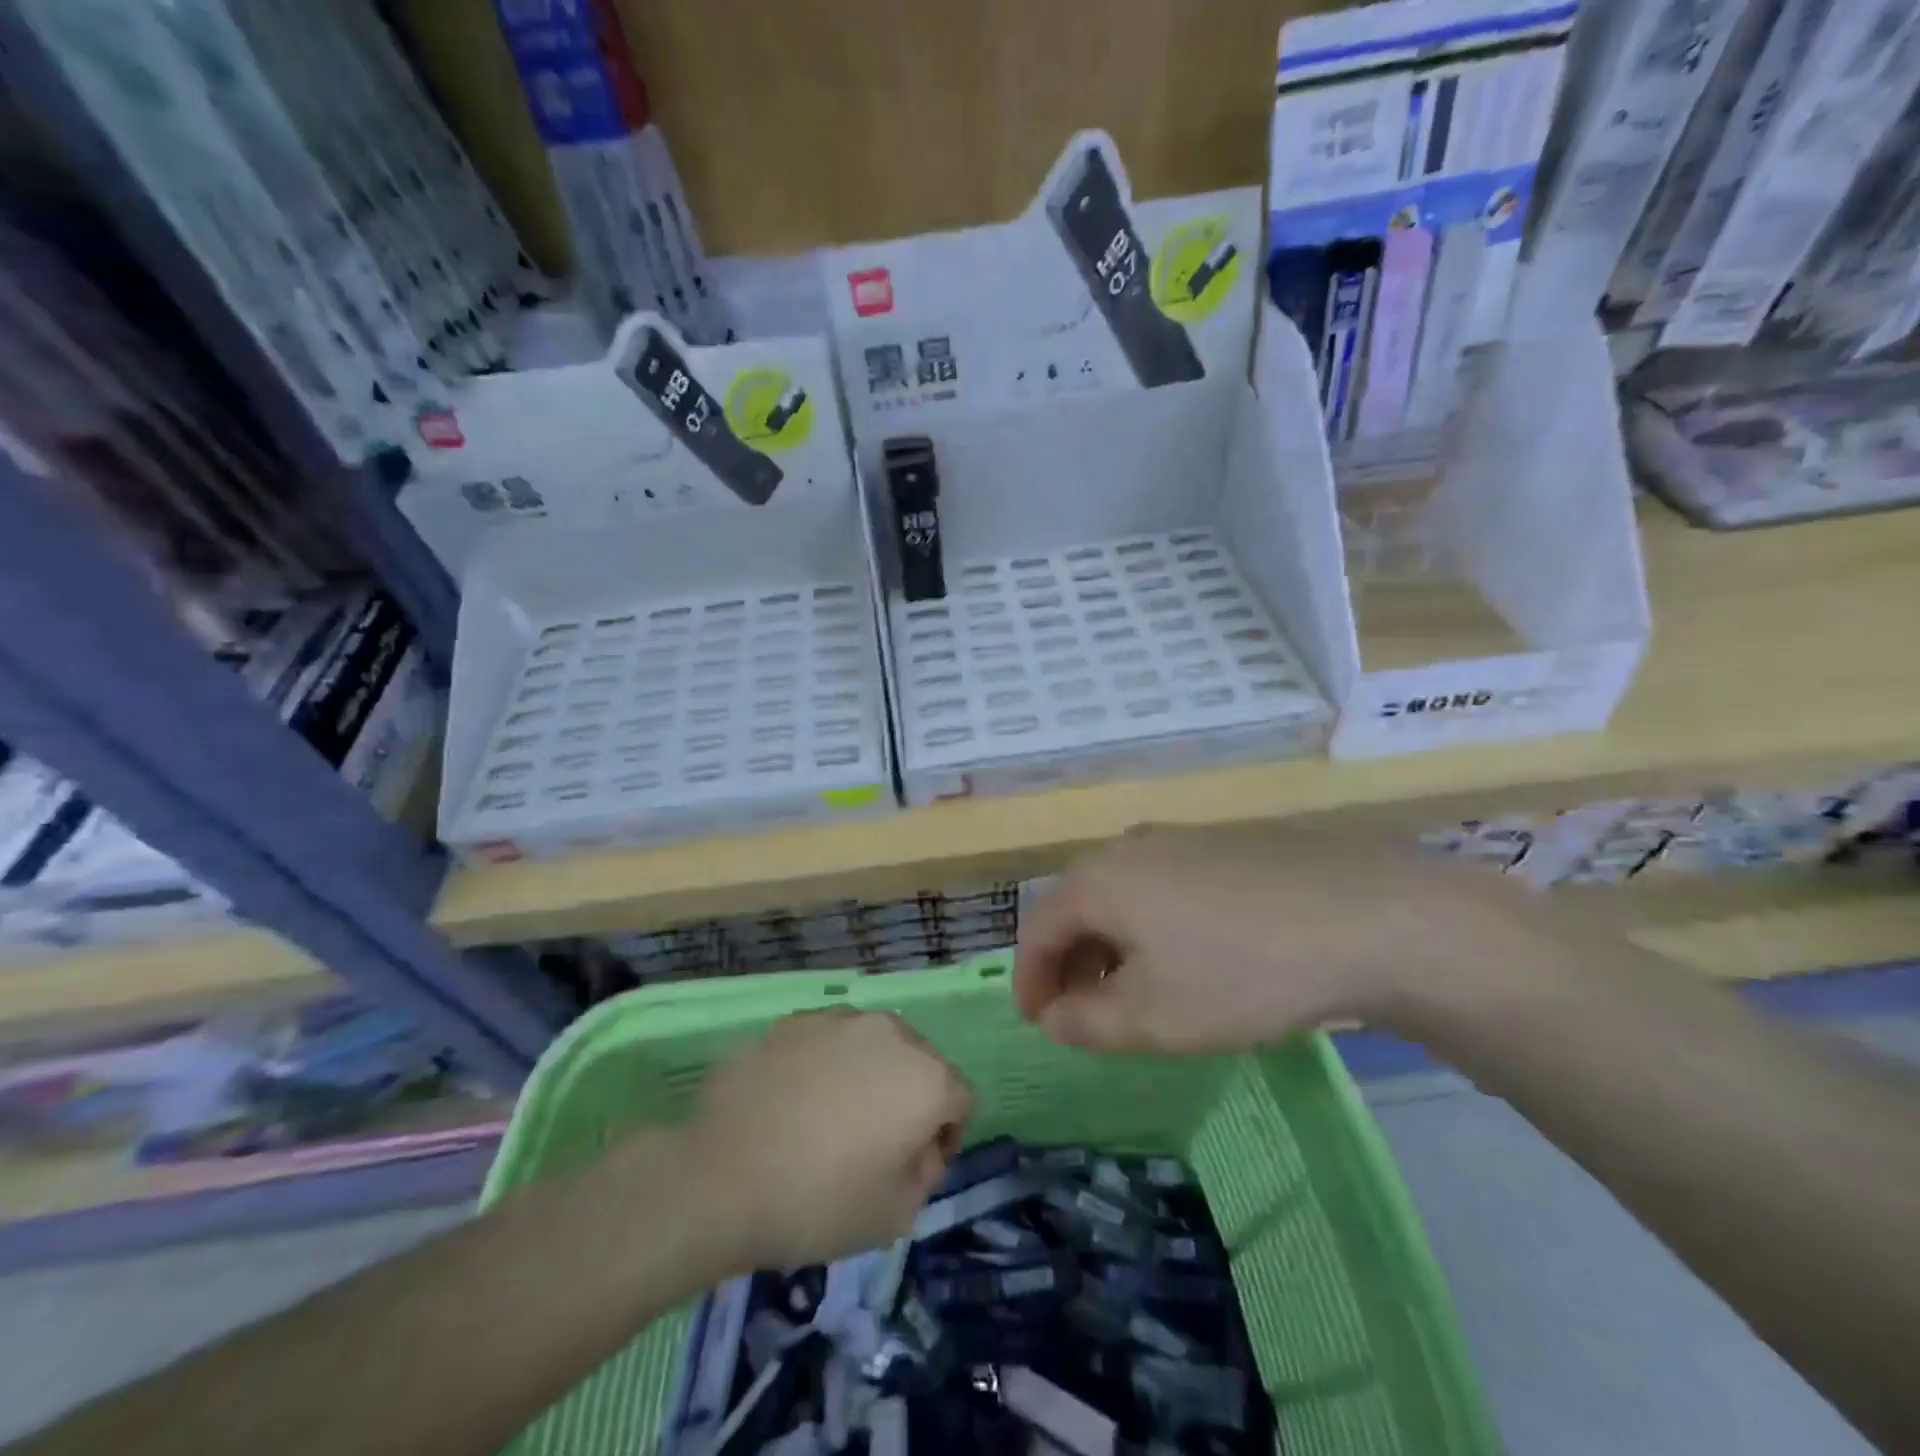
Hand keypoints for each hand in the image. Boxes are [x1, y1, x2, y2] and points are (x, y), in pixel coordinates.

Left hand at [681, 1008, 974, 1267]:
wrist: (719, 1177)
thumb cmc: (818, 1202)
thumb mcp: (896, 1215)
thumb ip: (927, 1173)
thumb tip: (919, 1146)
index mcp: (926, 1077)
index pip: (961, 1099)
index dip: (945, 1136)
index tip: (913, 1167)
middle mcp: (891, 1033)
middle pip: (921, 1062)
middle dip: (910, 1098)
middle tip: (874, 1143)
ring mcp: (838, 1019)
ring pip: (874, 1045)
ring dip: (869, 1074)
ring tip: (830, 1117)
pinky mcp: (794, 1021)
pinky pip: (829, 1041)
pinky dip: (826, 1064)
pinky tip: (794, 1101)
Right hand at [1015, 825, 1582, 1051]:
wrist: (1369, 915)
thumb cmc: (1241, 971)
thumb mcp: (1153, 1017)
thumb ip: (1086, 1022)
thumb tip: (1053, 1017)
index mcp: (1098, 879)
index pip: (1038, 930)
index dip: (1030, 981)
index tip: (1038, 1022)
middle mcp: (1130, 845)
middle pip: (1079, 907)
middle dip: (1072, 963)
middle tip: (1084, 1013)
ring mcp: (1183, 837)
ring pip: (1125, 894)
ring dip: (1115, 944)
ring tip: (1137, 990)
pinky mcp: (1228, 842)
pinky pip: (1167, 884)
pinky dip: (1157, 924)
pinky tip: (1194, 956)